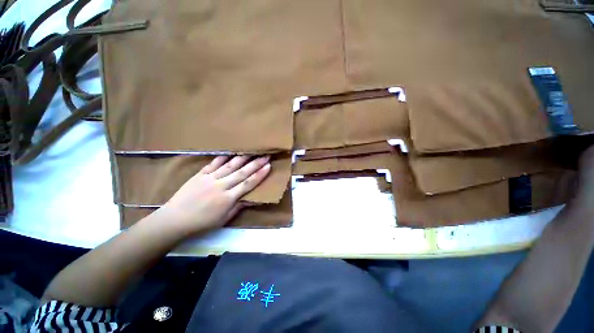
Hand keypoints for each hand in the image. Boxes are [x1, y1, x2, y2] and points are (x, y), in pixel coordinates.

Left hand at [160, 155, 270, 233]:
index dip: (259, 175)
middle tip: (266, 155)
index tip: (269, 166)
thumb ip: (238, 207)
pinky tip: (231, 151)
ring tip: (253, 150)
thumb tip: (252, 198)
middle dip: (256, 163)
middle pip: (242, 172)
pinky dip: (223, 156)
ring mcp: (210, 178)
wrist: (174, 219)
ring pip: (230, 165)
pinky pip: (214, 163)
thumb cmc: (202, 223)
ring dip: (243, 157)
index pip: (248, 184)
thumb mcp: (224, 219)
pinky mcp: (200, 174)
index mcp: (228, 198)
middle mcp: (221, 186)